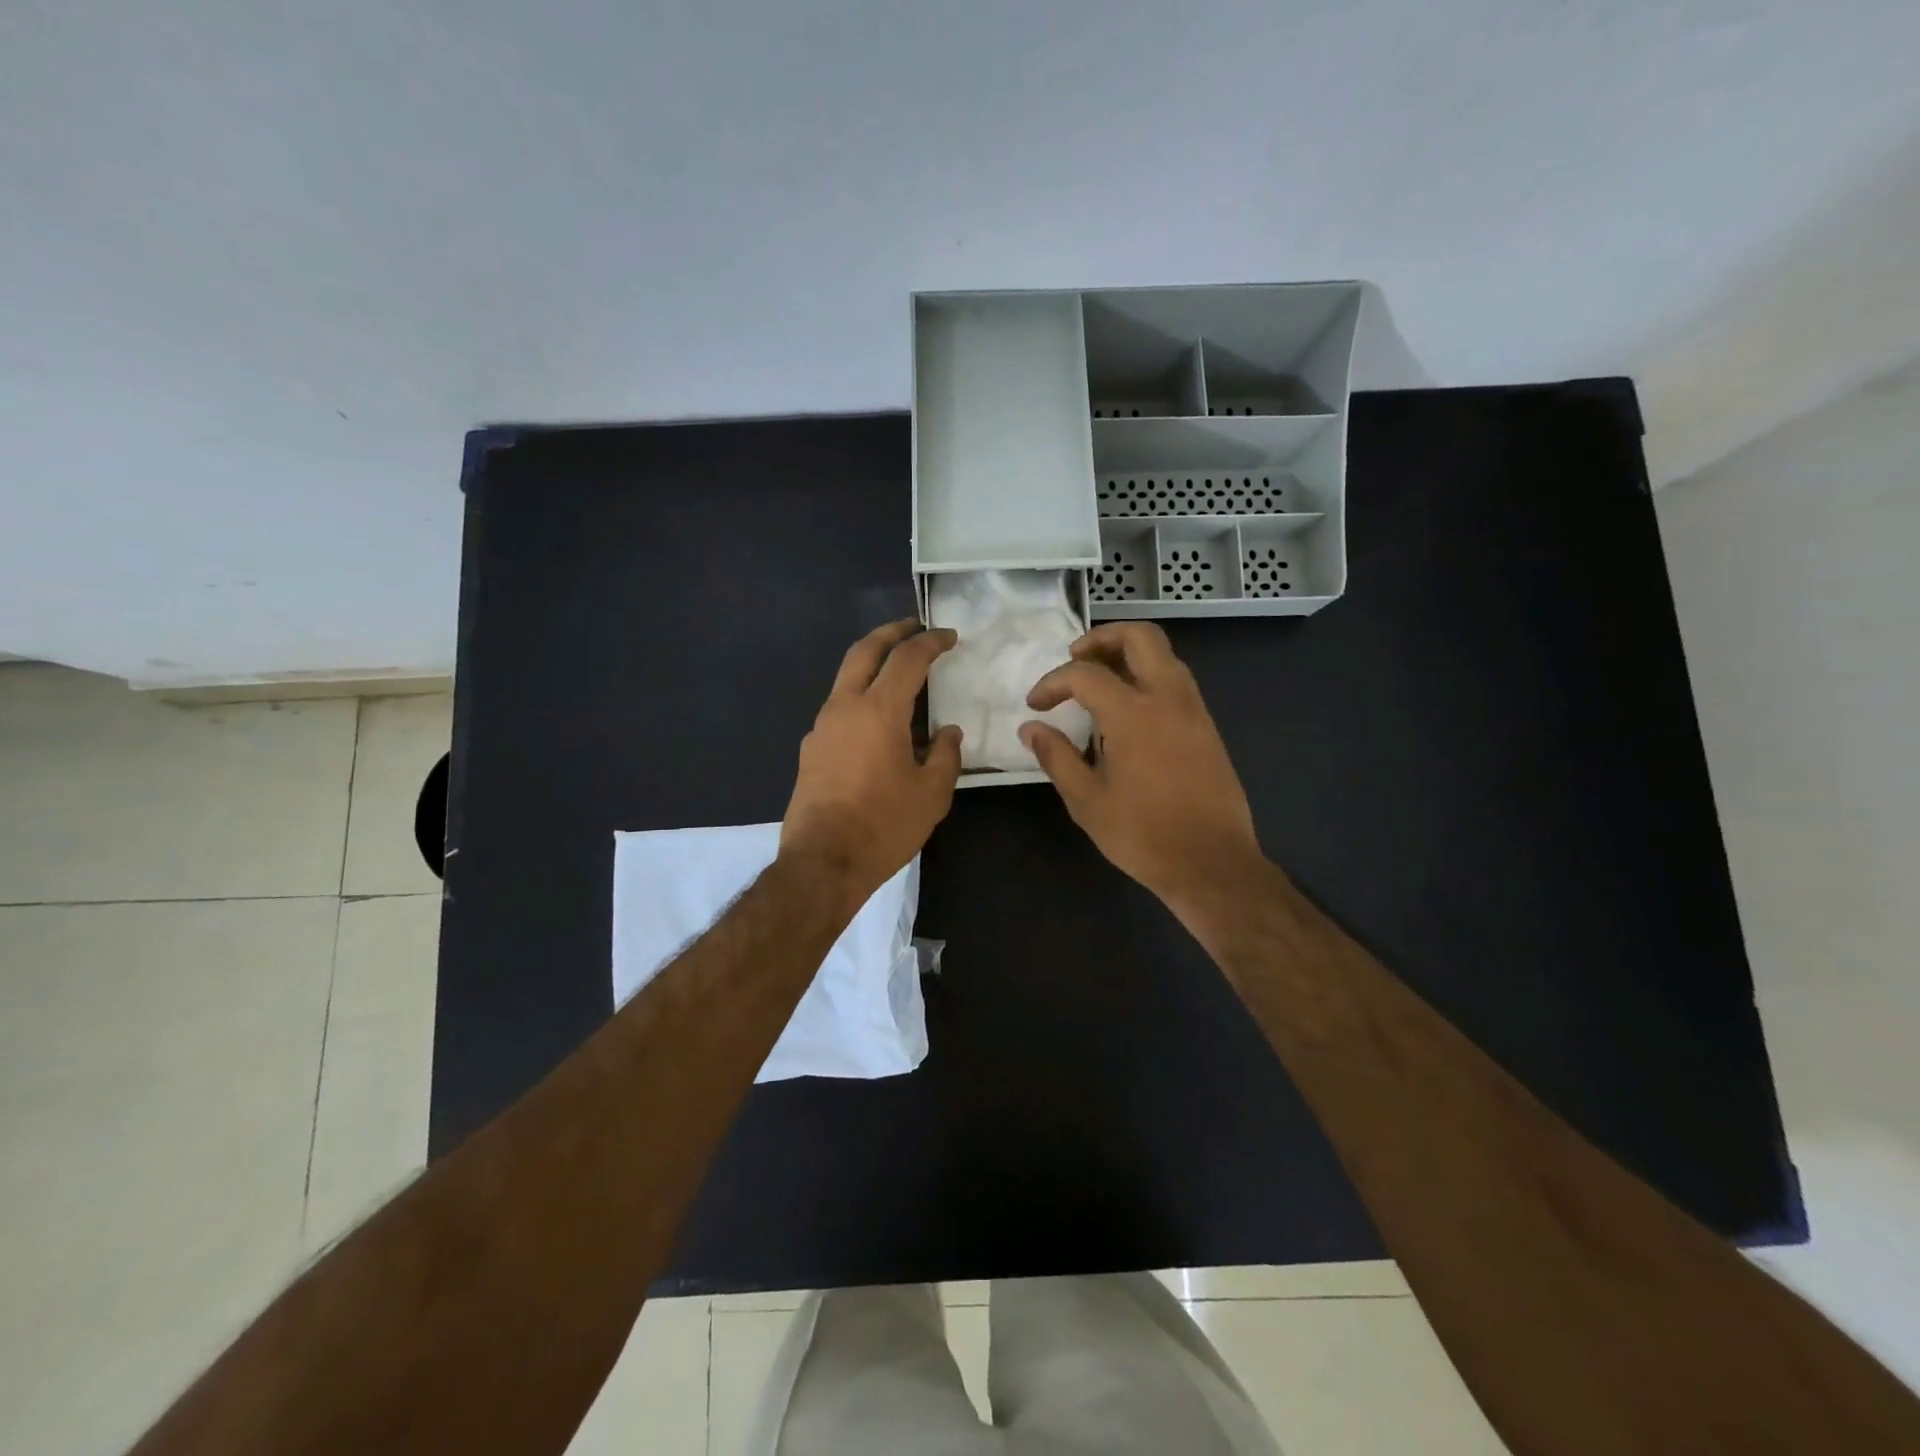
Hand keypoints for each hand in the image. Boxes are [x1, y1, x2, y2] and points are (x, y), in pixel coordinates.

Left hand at [781, 619, 963, 912]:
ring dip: (872, 664)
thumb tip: (947, 732)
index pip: (907, 659)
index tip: (948, 636)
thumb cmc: (883, 826)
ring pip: (846, 677)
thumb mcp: (931, 793)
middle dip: (890, 632)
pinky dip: (861, 697)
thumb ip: (944, 755)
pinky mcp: (811, 749)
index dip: (930, 642)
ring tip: (898, 672)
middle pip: (864, 651)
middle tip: (913, 626)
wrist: (822, 863)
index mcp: (878, 710)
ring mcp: (821, 727)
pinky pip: (839, 708)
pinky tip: (878, 721)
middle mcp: (844, 707)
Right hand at [1021, 622, 1261, 913]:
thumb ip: (1056, 757)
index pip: (1085, 674)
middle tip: (1075, 658)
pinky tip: (1130, 709)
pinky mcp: (1207, 727)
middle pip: (1140, 636)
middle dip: (1102, 637)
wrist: (1211, 863)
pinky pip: (1177, 680)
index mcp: (1133, 714)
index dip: (1052, 682)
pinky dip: (1149, 675)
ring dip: (1129, 654)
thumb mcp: (1087, 801)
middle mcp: (1168, 698)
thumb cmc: (1143, 835)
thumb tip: (1031, 728)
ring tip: (1100, 680)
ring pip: (1164, 655)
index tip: (1036, 705)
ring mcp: (1194, 710)